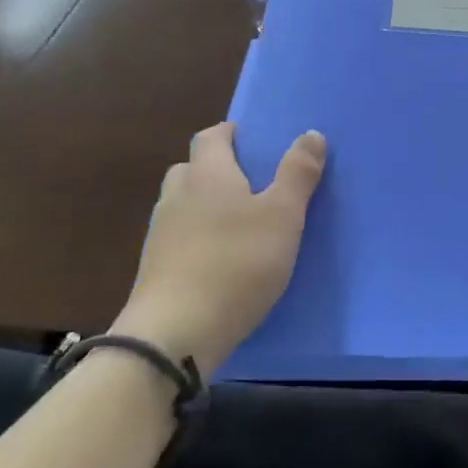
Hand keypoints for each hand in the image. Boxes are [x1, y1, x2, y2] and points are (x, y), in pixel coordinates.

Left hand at [115, 122, 326, 378]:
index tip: (254, 140)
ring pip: (184, 203)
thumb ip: (298, 173)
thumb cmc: (237, 263)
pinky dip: (198, 237)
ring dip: (207, 204)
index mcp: (208, 173)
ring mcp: (160, 233)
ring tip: (240, 223)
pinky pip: (179, 237)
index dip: (232, 133)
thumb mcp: (283, 216)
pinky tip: (221, 259)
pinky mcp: (155, 268)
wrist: (174, 334)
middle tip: (252, 183)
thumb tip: (311, 133)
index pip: (211, 136)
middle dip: (218, 168)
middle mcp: (178, 195)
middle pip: (193, 167)